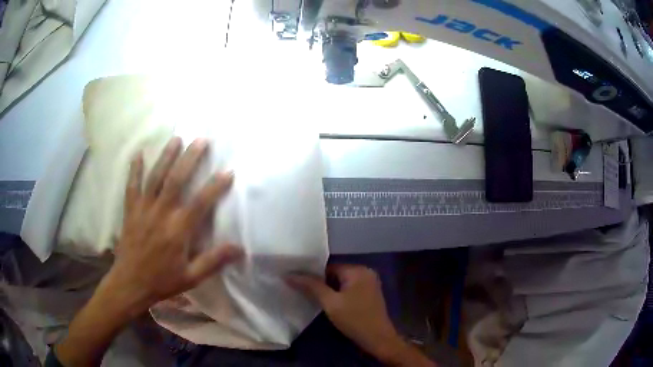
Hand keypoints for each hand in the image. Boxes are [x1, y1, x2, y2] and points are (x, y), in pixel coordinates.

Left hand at [55, 137, 243, 366]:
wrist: (130, 283)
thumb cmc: (162, 281)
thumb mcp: (191, 277)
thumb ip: (214, 261)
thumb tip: (240, 249)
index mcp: (178, 230)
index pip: (201, 203)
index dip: (215, 186)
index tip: (229, 171)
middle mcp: (161, 213)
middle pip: (176, 180)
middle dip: (190, 158)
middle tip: (201, 140)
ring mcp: (143, 209)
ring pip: (156, 177)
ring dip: (166, 156)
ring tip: (176, 138)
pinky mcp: (131, 210)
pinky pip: (132, 185)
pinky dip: (134, 169)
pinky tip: (138, 153)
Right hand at [288, 265, 435, 366]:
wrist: (378, 339)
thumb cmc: (354, 319)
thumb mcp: (330, 303)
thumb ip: (311, 286)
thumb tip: (289, 274)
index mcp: (358, 270)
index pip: (328, 267)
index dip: (312, 275)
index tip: (297, 282)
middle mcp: (365, 272)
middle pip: (335, 274)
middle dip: (320, 283)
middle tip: (302, 291)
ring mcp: (369, 284)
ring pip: (342, 283)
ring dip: (328, 290)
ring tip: (311, 297)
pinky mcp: (369, 295)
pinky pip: (349, 289)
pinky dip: (338, 295)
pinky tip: (327, 303)